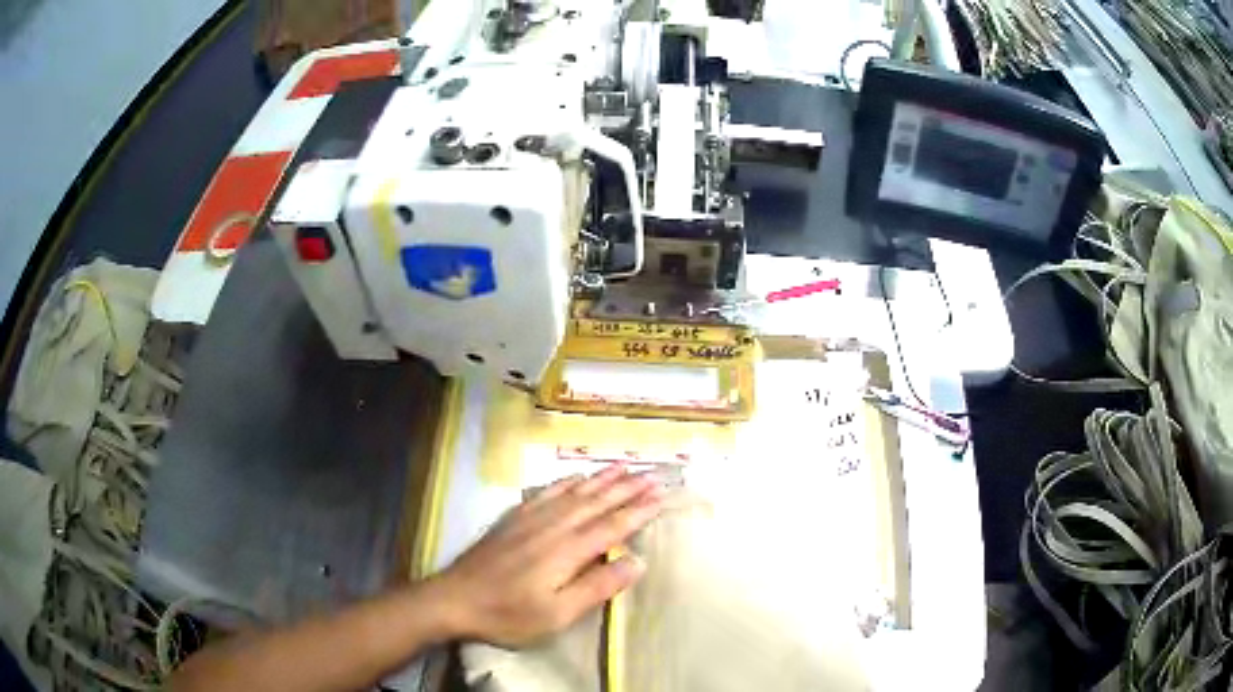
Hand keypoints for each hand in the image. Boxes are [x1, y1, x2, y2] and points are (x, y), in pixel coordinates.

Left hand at [429, 466, 662, 646]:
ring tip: (623, 466)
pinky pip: (546, 491)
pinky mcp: (513, 518)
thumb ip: (597, 587)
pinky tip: (574, 476)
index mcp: (568, 550)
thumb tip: (638, 561)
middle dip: (627, 488)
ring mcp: (530, 518)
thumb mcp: (557, 614)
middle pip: (597, 501)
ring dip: (601, 478)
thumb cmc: (508, 614)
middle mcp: (553, 526)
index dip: (639, 510)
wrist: (454, 599)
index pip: (613, 526)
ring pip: (574, 492)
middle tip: (653, 474)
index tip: (662, 494)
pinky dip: (566, 481)